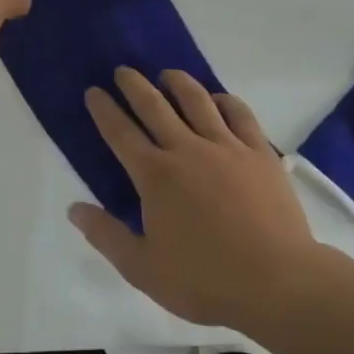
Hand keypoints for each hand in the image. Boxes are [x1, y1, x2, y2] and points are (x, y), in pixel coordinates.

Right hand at [69, 68, 317, 332]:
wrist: (279, 283)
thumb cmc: (205, 280)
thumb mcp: (143, 268)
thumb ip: (106, 236)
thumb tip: (74, 208)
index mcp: (155, 176)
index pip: (120, 133)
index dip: (104, 110)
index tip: (94, 92)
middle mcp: (187, 150)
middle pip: (155, 106)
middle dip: (134, 84)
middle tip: (123, 70)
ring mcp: (227, 147)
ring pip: (197, 101)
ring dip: (178, 82)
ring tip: (167, 74)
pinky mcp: (260, 153)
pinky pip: (240, 114)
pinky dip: (225, 100)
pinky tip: (218, 99)